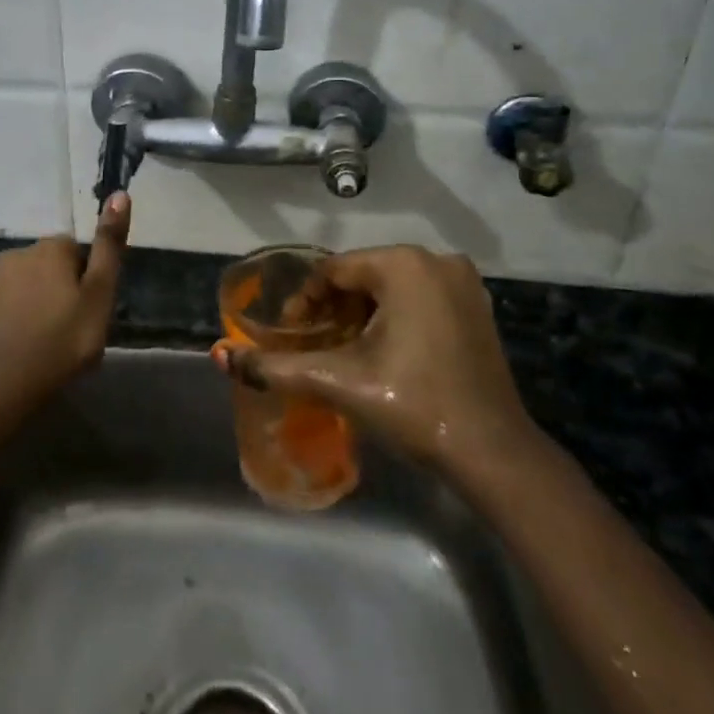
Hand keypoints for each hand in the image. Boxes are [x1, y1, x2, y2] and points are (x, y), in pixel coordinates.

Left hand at [0, 192, 130, 394]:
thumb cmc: (65, 337)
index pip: (74, 250)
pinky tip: (22, 349)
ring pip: (22, 288)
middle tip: (71, 326)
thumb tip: (119, 194)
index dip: (85, 279)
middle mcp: (15, 256)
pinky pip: (1, 312)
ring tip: (46, 341)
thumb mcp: (100, 292)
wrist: (7, 384)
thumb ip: (109, 245)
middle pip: (46, 267)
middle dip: (58, 288)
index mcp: (48, 248)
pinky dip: (11, 323)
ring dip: (33, 304)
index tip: (89, 308)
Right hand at [217, 245, 538, 473]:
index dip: (304, 302)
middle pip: (362, 276)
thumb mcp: (338, 381)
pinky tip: (383, 353)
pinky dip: (394, 317)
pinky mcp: (477, 307)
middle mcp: (436, 260)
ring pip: (390, 287)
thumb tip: (220, 357)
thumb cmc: (413, 405)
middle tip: (314, 347)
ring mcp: (463, 282)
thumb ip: (276, 366)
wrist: (493, 453)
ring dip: (361, 315)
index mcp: (404, 264)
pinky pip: (419, 297)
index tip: (291, 336)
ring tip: (343, 353)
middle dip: (332, 309)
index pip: (334, 270)